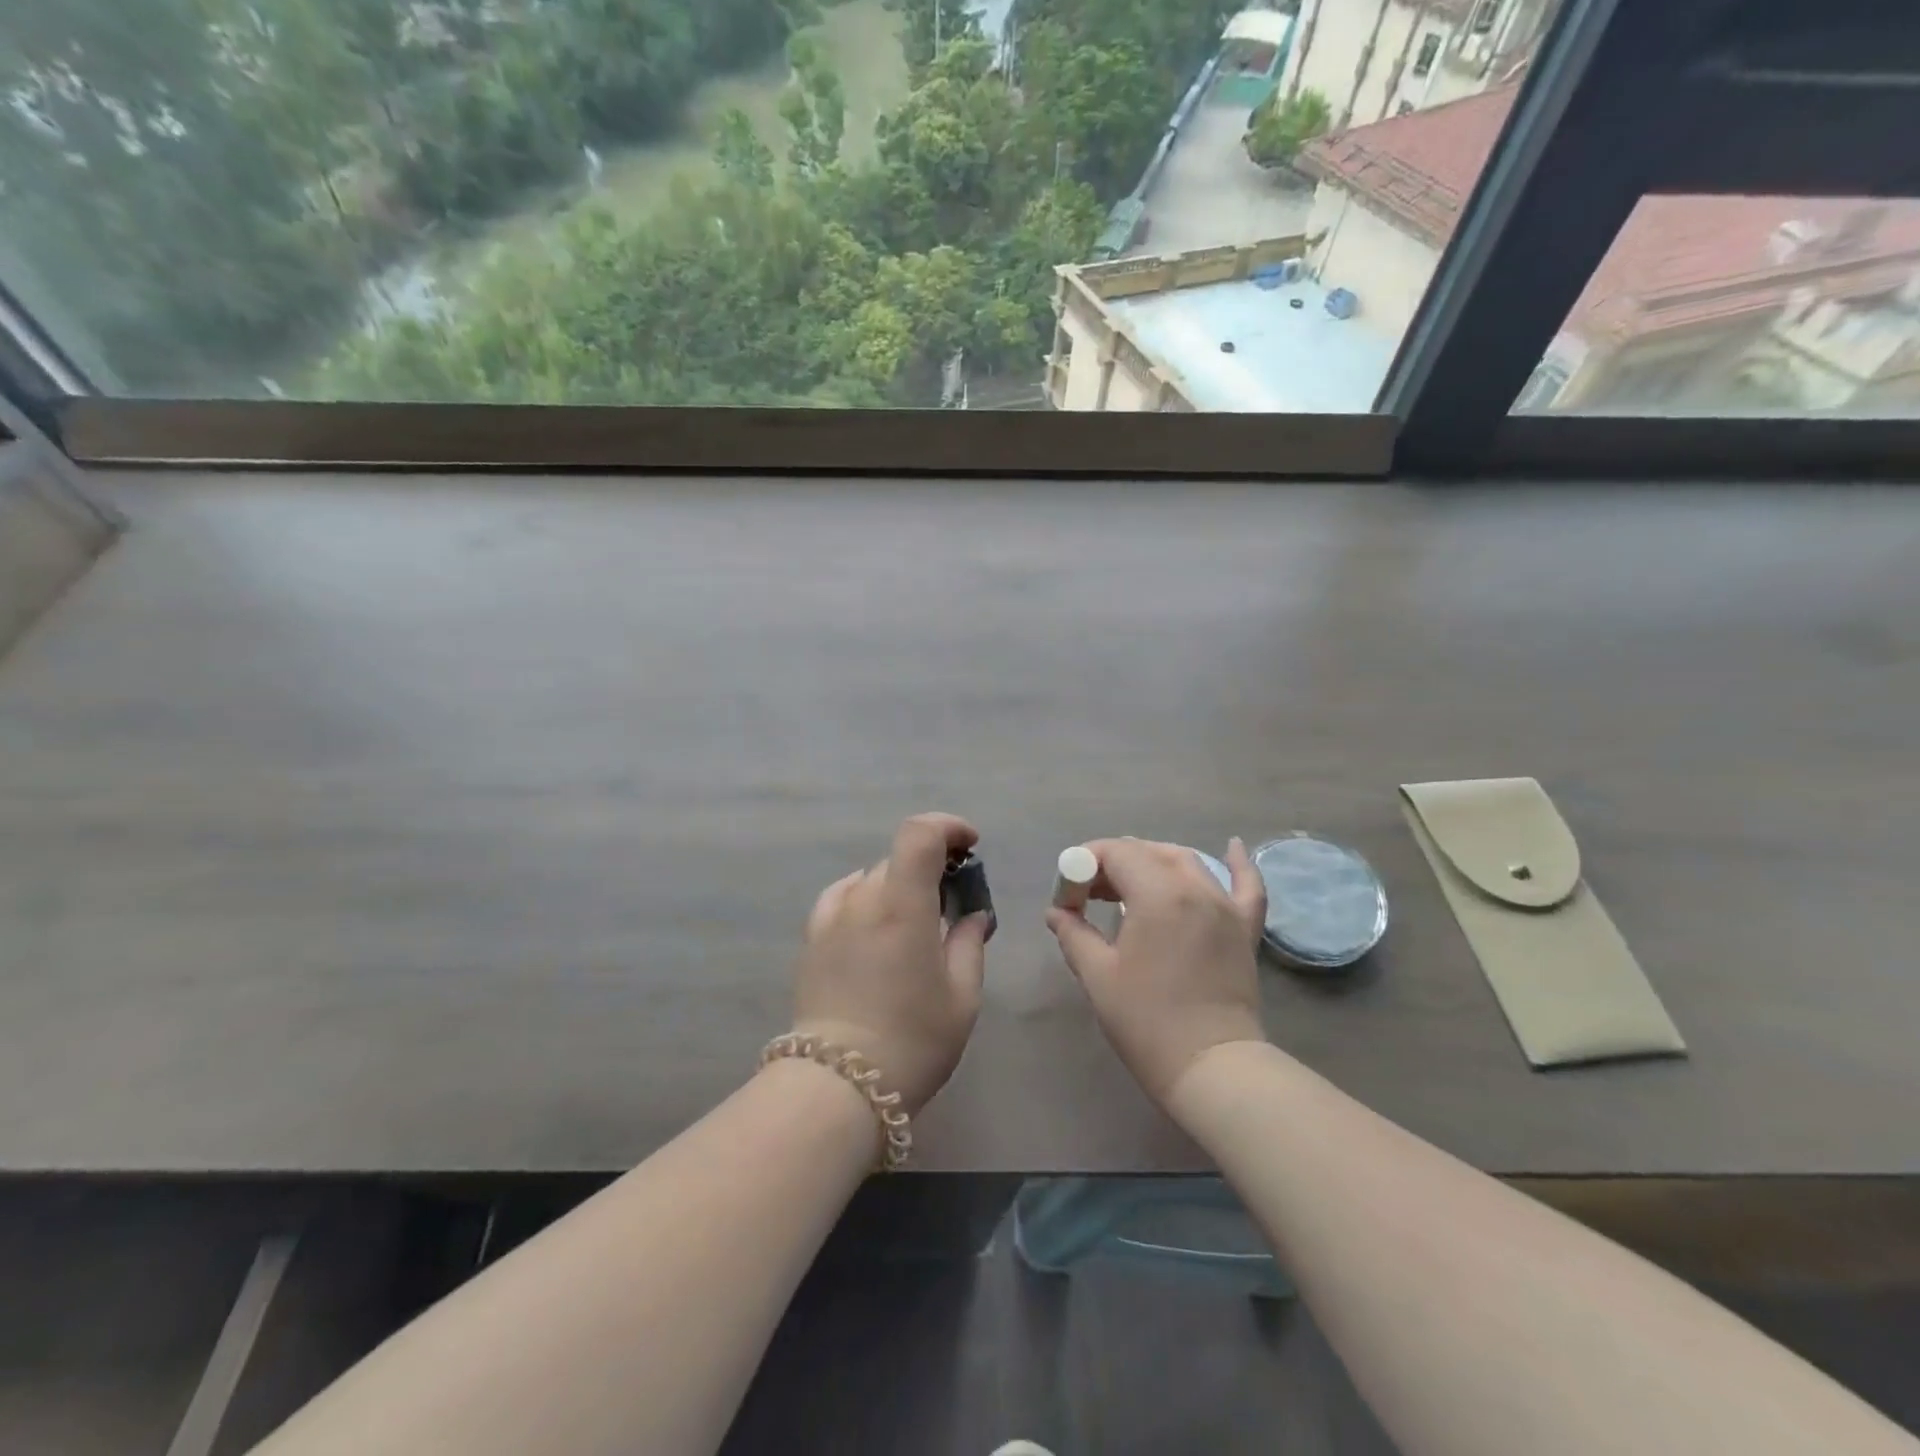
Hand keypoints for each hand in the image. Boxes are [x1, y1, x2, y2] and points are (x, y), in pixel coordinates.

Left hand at [789, 813, 991, 1115]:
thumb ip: (969, 942)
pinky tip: (874, 922)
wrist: (839, 1085)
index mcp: (902, 905)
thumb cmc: (913, 1040)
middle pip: (900, 857)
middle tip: (952, 899)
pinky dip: (865, 896)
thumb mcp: (962, 995)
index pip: (920, 834)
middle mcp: (862, 899)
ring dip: (899, 884)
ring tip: (914, 919)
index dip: (948, 826)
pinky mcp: (812, 938)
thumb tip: (972, 914)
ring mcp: (831, 917)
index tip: (969, 847)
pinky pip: (842, 897)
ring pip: (872, 877)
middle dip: (931, 865)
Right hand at [1046, 837, 1268, 1104]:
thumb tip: (1056, 912)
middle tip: (1089, 893)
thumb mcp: (1098, 976)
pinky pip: (1247, 885)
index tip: (1068, 893)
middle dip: (1113, 863)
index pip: (1116, 853)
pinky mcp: (1245, 928)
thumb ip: (1073, 934)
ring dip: (1153, 861)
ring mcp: (1225, 906)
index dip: (1085, 864)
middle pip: (1148, 852)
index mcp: (1158, 895)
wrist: (1211, 1067)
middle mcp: (1195, 888)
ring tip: (1128, 883)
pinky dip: (1238, 864)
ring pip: (1186, 861)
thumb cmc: (1147, 1022)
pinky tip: (1232, 844)